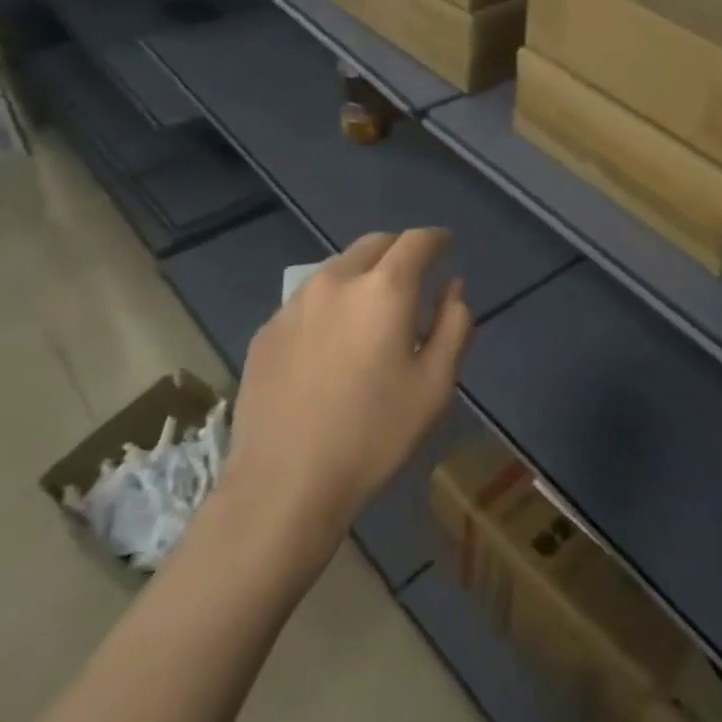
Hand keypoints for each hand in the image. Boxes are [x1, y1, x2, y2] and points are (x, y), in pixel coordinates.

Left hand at [224, 229, 472, 560]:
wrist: (284, 483)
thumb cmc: (374, 434)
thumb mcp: (436, 384)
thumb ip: (454, 324)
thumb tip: (453, 287)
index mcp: (384, 289)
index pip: (417, 241)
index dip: (437, 238)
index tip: (447, 245)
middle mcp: (336, 281)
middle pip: (374, 244)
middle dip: (400, 250)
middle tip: (415, 274)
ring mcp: (294, 304)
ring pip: (338, 267)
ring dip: (364, 273)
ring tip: (374, 306)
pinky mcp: (267, 330)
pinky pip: (309, 299)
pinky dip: (332, 301)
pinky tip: (334, 340)